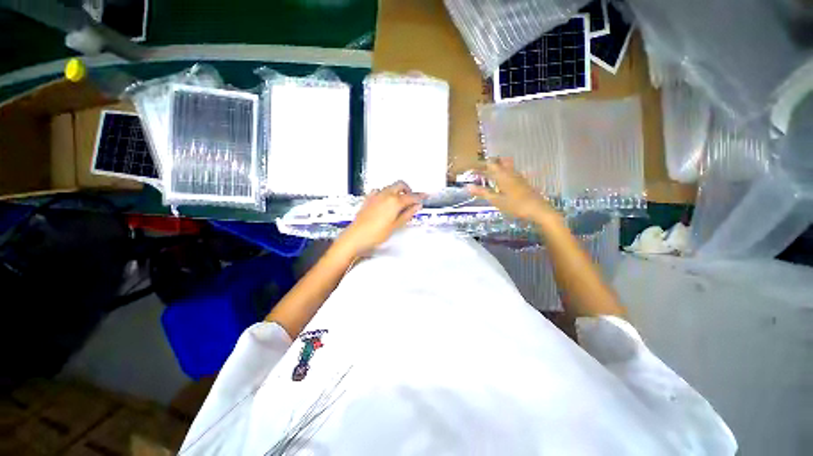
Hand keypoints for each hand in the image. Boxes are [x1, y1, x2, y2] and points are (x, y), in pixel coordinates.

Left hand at [334, 181, 425, 256]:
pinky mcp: (368, 199)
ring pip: (390, 187)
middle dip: (408, 189)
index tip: (425, 196)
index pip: (411, 196)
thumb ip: (407, 214)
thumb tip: (417, 206)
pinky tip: (385, 201)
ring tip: (400, 202)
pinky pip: (379, 191)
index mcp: (394, 201)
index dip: (419, 197)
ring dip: (397, 191)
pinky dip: (385, 193)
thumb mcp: (395, 226)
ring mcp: (375, 196)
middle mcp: (385, 195)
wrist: (355, 237)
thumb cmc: (375, 234)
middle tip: (412, 199)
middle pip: (400, 185)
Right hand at [467, 157, 554, 221]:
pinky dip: (503, 173)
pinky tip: (501, 181)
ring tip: (488, 173)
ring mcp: (518, 177)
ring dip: (496, 168)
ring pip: (506, 167)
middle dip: (488, 164)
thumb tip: (468, 187)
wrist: (538, 210)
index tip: (471, 168)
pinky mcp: (523, 182)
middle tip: (479, 169)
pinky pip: (511, 173)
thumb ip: (482, 193)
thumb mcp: (496, 200)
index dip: (480, 165)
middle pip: (498, 162)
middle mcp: (510, 173)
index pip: (489, 164)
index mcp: (502, 175)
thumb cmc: (515, 206)